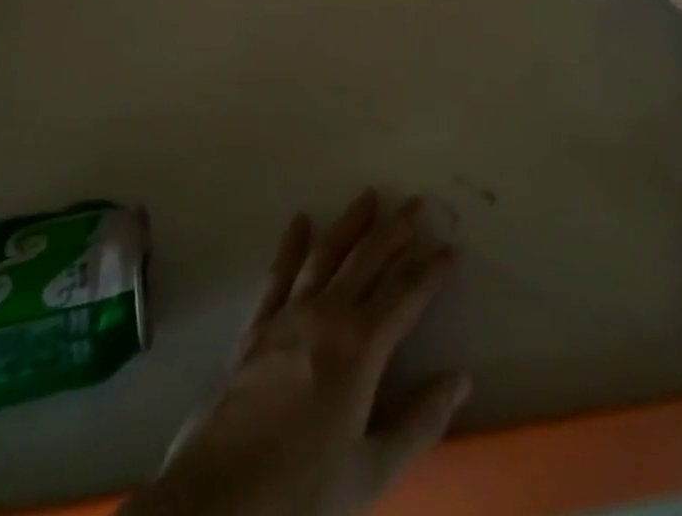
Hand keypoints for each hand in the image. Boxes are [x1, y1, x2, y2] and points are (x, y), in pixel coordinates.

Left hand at [126, 193, 466, 515]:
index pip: (406, 295)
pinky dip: (291, 244)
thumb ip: (420, 422)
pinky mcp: (257, 326)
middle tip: (415, 203)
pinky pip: (278, 274)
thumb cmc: (302, 492)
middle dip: (396, 229)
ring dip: (350, 223)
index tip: (452, 247)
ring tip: (368, 196)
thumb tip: (461, 379)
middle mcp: (328, 315)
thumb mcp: (371, 472)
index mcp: (361, 348)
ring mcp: (289, 315)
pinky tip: (300, 220)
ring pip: (327, 254)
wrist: (220, 498)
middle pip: (368, 259)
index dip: (432, 270)